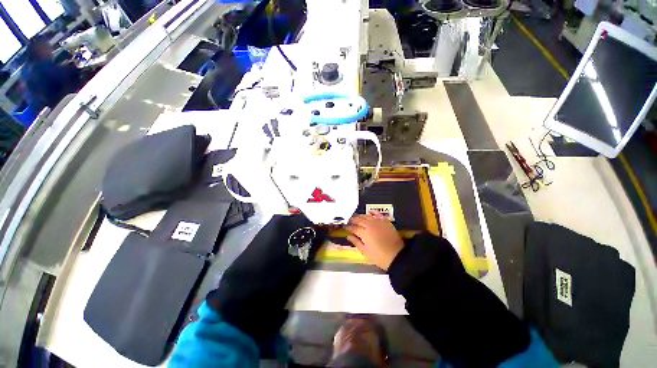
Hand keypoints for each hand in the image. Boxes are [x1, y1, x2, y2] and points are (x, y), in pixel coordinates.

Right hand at [346, 211, 403, 269]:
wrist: (397, 256)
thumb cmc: (379, 256)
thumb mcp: (365, 252)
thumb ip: (356, 242)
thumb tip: (349, 236)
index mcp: (363, 233)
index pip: (353, 228)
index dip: (348, 227)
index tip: (345, 227)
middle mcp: (369, 225)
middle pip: (359, 220)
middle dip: (353, 220)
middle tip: (349, 221)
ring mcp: (378, 222)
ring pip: (366, 216)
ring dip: (360, 216)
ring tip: (357, 217)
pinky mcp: (385, 221)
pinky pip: (377, 214)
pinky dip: (373, 212)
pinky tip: (369, 212)